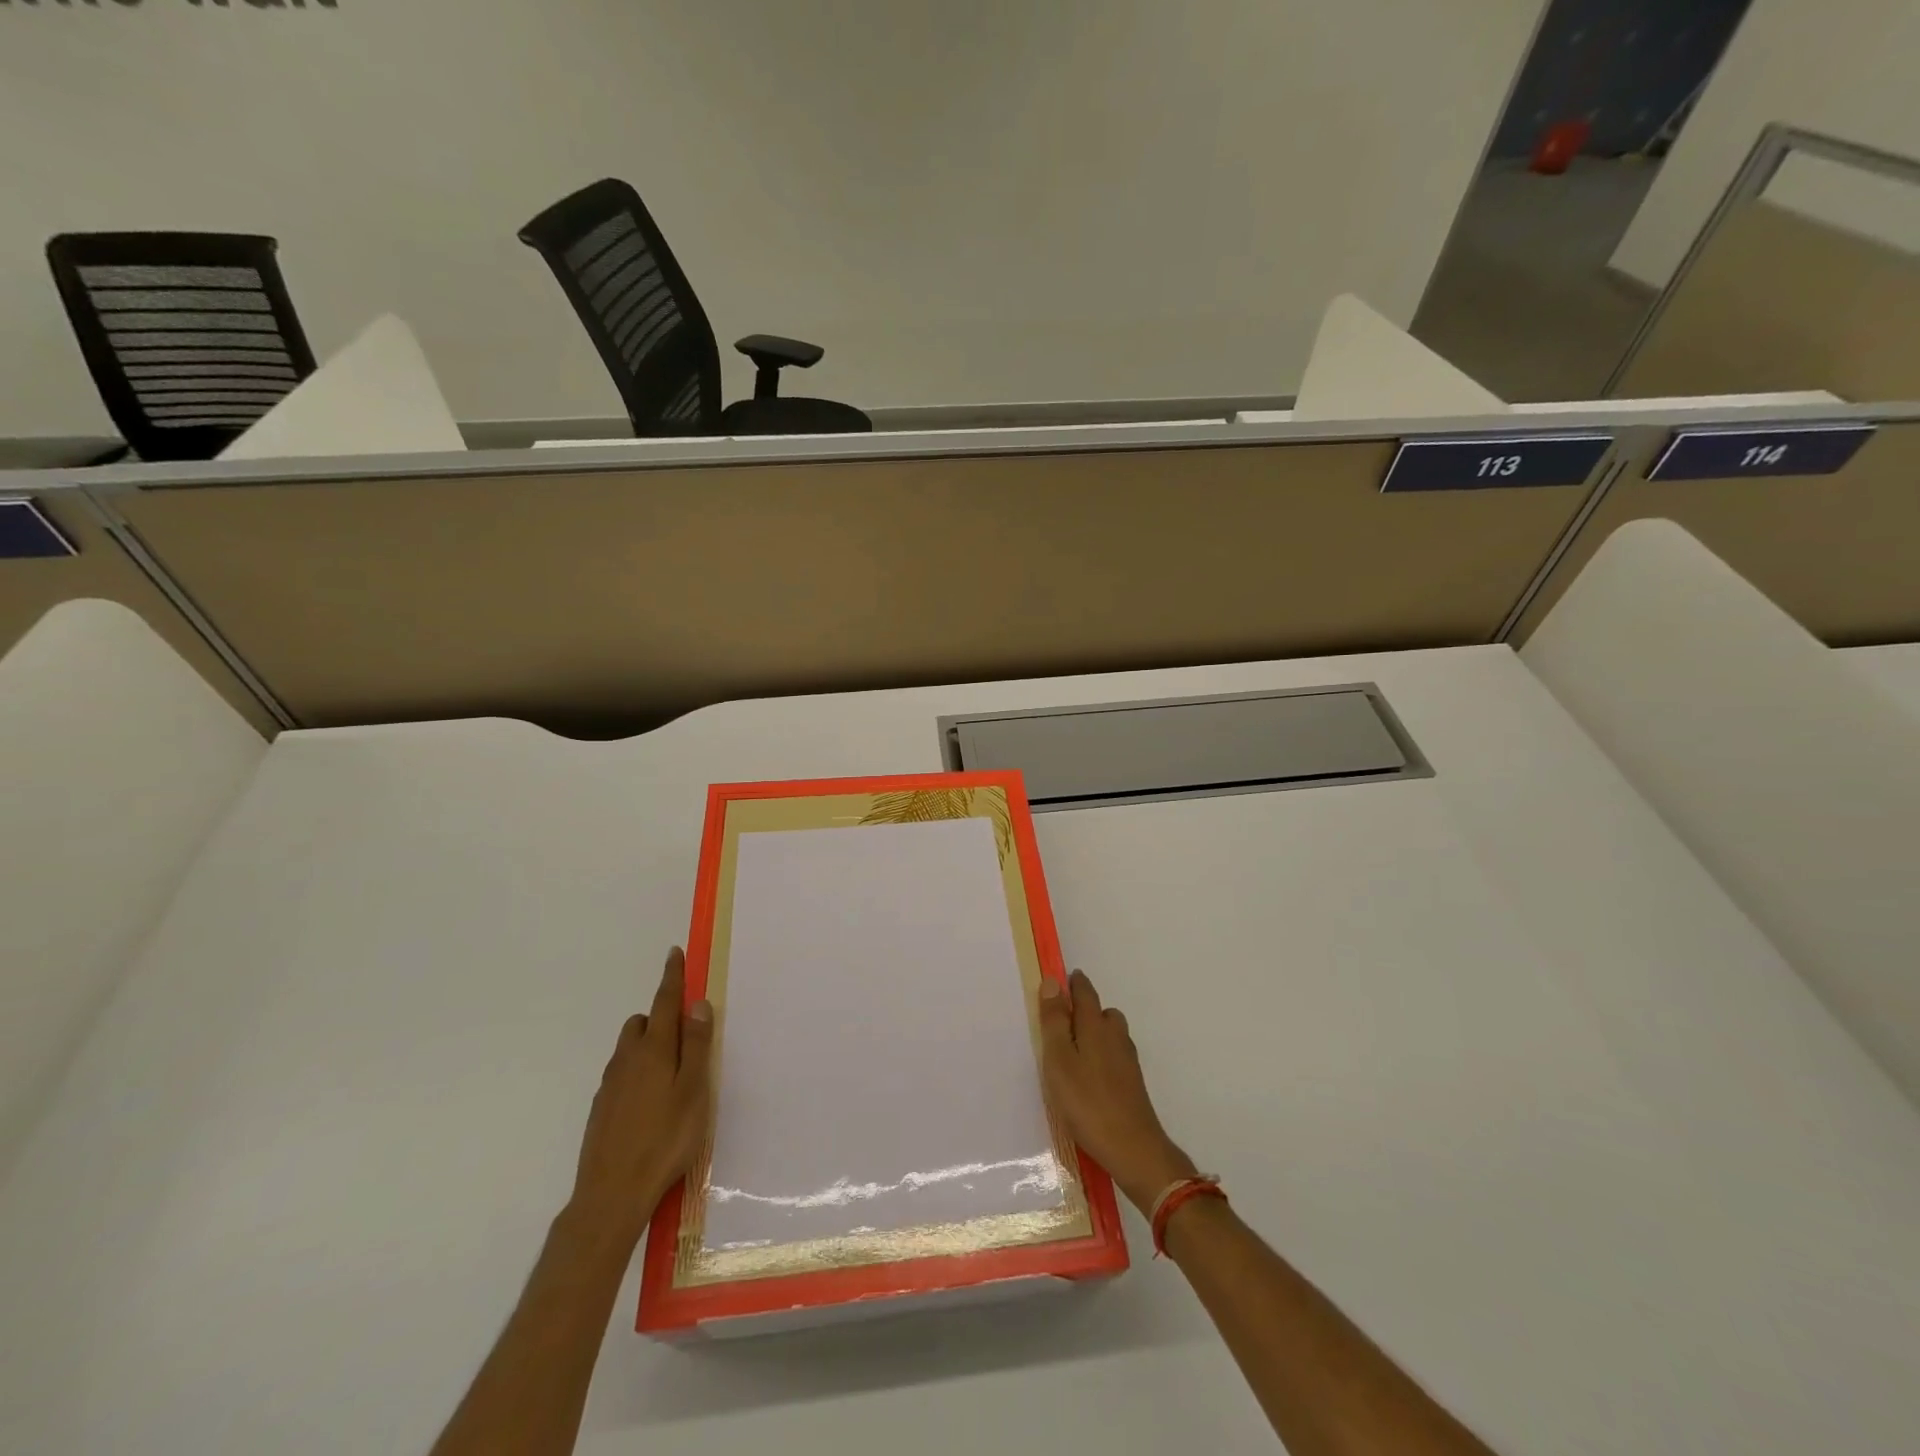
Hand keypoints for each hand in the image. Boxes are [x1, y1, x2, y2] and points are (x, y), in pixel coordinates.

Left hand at [567, 947, 714, 1249]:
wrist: (611, 1195)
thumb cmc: (665, 1139)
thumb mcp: (694, 1090)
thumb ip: (696, 1045)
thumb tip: (697, 1003)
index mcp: (655, 1049)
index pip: (665, 1002)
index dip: (672, 977)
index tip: (674, 953)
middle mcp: (628, 1059)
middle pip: (643, 1022)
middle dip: (660, 1016)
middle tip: (684, 1036)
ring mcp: (610, 1085)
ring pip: (629, 1048)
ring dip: (648, 1045)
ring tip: (670, 1073)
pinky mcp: (601, 1109)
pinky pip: (622, 1074)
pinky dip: (637, 1072)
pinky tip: (650, 1103)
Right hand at [1039, 969, 1196, 1215]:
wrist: (1133, 1148)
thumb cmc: (1087, 1102)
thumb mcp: (1059, 1060)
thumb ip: (1054, 1021)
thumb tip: (1052, 981)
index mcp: (1095, 1026)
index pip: (1085, 992)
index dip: (1073, 983)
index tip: (1061, 980)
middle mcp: (1115, 1036)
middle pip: (1102, 1012)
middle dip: (1084, 1009)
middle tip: (1061, 1021)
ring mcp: (1127, 1061)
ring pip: (1110, 1034)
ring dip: (1094, 1033)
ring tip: (1072, 1051)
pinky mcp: (1132, 1083)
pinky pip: (1114, 1056)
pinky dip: (1101, 1055)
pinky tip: (1089, 1077)